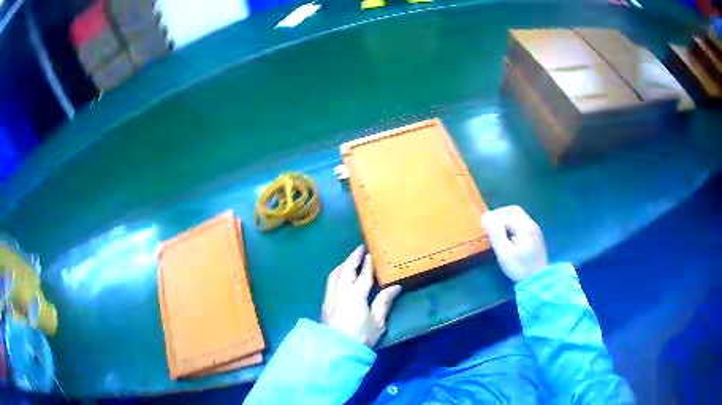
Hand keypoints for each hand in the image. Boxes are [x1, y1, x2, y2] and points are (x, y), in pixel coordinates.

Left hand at [321, 246, 401, 345]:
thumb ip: (384, 302)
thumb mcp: (377, 322)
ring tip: (349, 261)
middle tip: (360, 249)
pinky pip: (330, 283)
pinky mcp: (325, 304)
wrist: (336, 350)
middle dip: (353, 258)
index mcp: (356, 295)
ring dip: (343, 265)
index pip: (364, 275)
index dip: (368, 264)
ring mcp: (331, 297)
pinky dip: (336, 275)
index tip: (372, 254)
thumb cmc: (360, 337)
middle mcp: (341, 292)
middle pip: (346, 270)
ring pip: (335, 275)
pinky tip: (339, 277)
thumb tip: (395, 287)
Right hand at [481, 205, 547, 282]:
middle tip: (489, 224)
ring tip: (496, 228)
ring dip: (505, 218)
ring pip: (518, 215)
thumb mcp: (505, 254)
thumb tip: (487, 217)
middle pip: (513, 210)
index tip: (481, 226)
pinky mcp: (535, 235)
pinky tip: (508, 233)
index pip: (504, 215)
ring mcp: (534, 228)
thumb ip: (496, 234)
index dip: (491, 218)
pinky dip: (512, 222)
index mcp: (524, 227)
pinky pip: (522, 221)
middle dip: (499, 214)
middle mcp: (531, 223)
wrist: (538, 280)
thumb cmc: (520, 268)